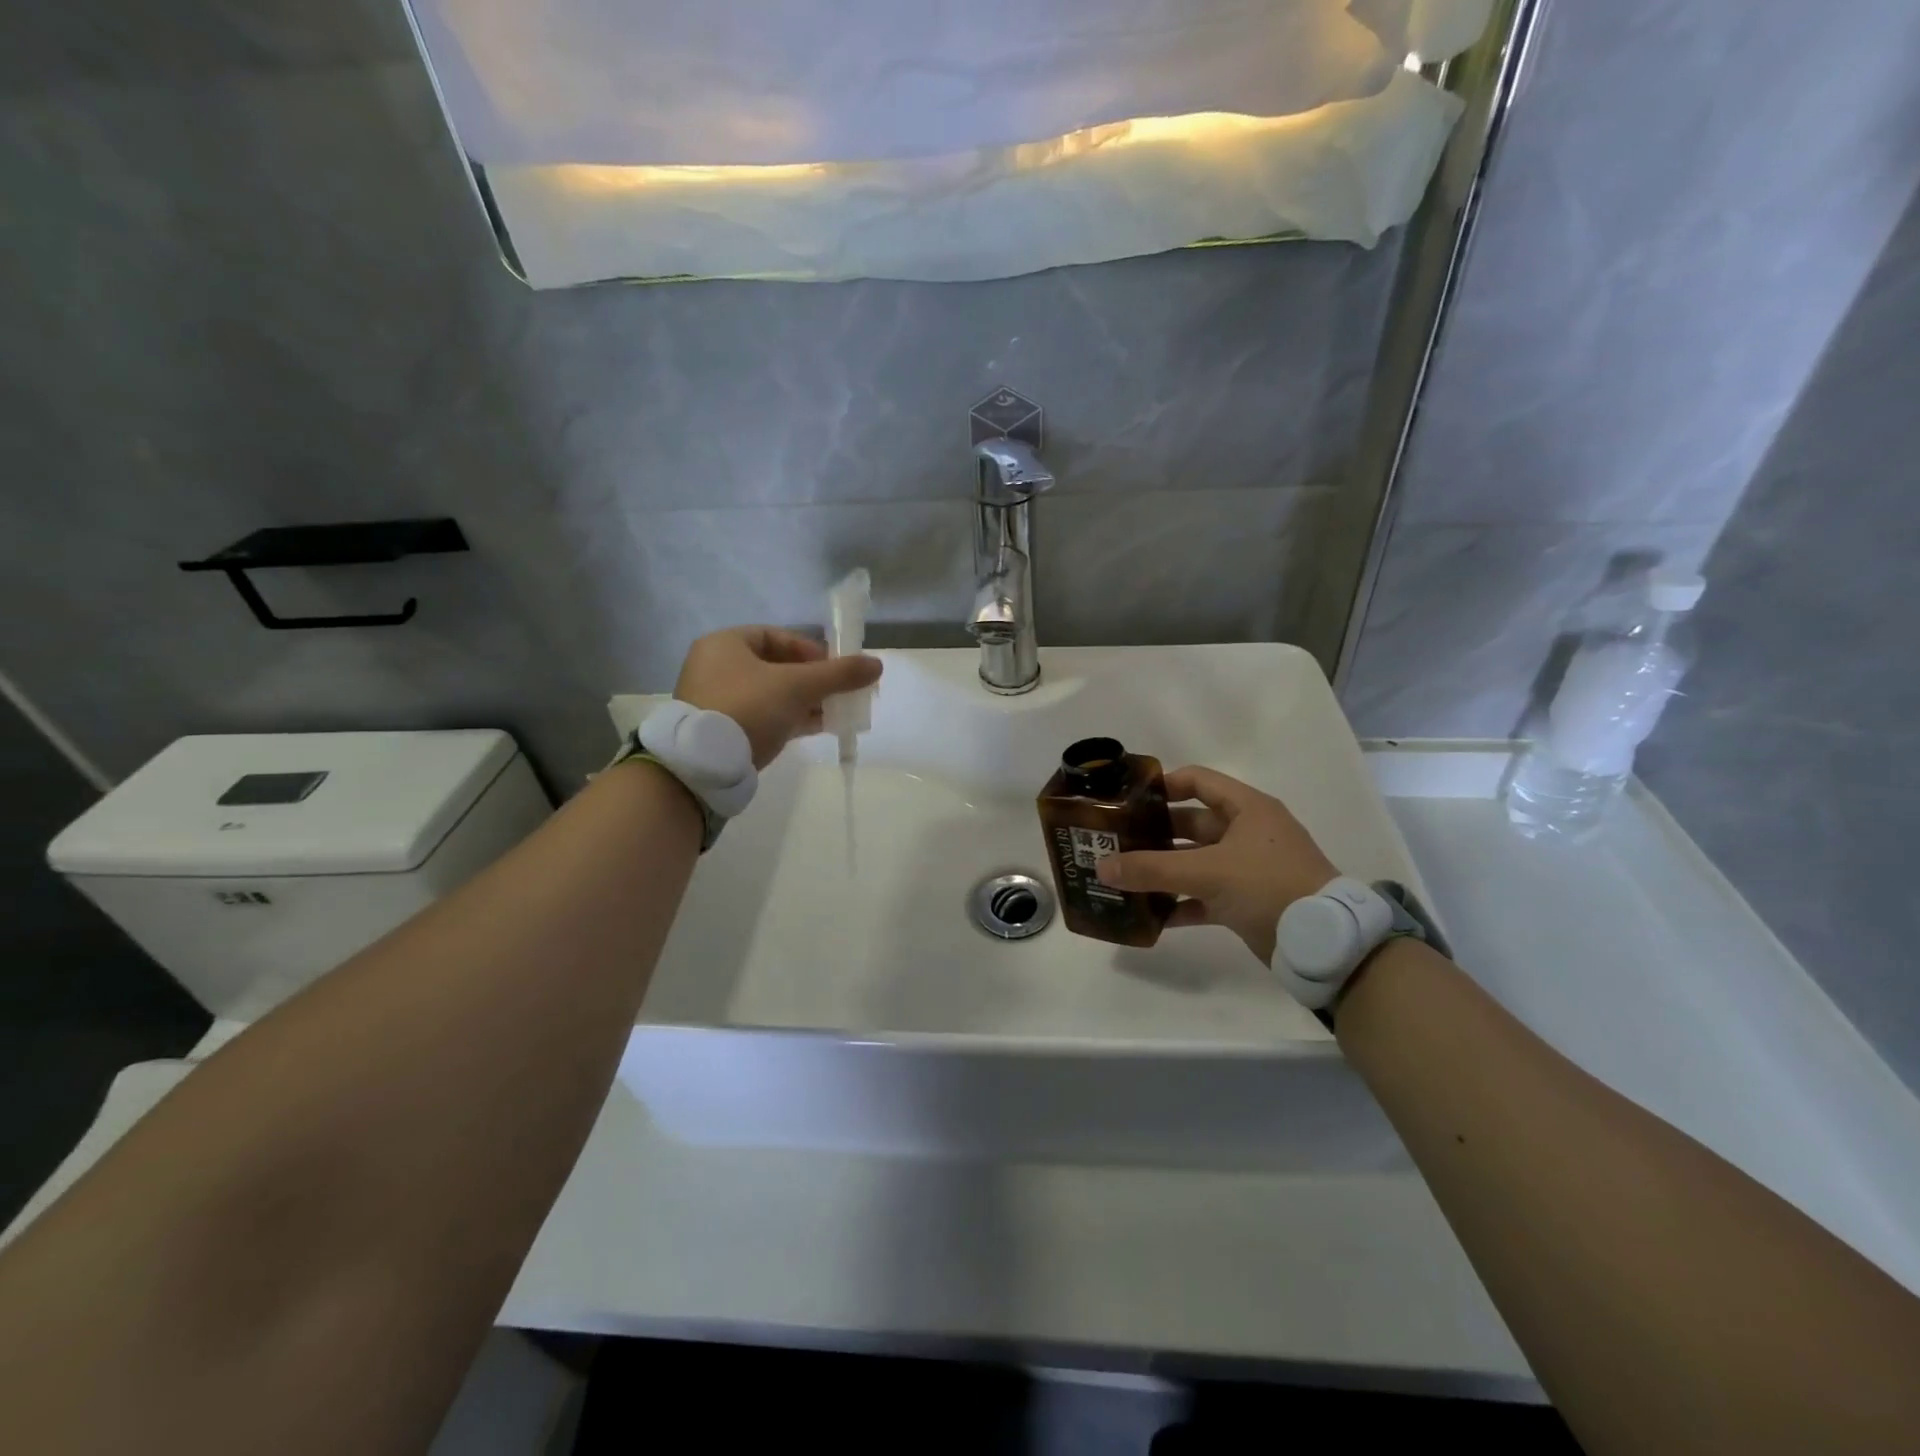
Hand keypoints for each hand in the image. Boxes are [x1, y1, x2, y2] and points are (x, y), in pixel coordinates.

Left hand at [675, 626, 882, 768]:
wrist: (705, 765)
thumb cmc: (749, 707)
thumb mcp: (798, 686)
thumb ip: (838, 674)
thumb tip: (877, 665)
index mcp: (725, 644)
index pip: (776, 636)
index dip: (810, 650)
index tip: (834, 669)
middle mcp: (717, 668)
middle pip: (777, 667)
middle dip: (814, 680)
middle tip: (840, 693)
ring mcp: (718, 701)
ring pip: (773, 695)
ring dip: (806, 702)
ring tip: (837, 713)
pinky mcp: (724, 731)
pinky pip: (765, 717)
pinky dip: (791, 719)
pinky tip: (820, 728)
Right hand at [1095, 766, 1338, 963]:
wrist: (1323, 943)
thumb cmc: (1269, 886)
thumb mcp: (1208, 872)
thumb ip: (1152, 869)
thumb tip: (1101, 868)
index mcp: (1247, 809)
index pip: (1198, 781)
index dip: (1163, 785)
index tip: (1127, 799)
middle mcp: (1246, 833)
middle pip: (1190, 824)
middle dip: (1154, 833)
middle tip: (1114, 842)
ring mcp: (1247, 869)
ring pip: (1195, 862)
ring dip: (1163, 870)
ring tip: (1123, 877)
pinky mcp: (1246, 901)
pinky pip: (1203, 896)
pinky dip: (1179, 903)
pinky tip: (1150, 913)